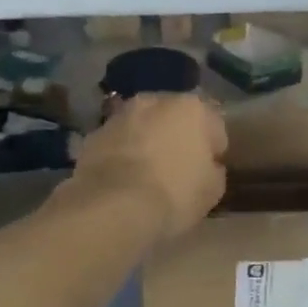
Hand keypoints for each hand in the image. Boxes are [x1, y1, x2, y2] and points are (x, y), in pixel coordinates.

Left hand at [66, 94, 226, 240]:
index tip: (210, 169)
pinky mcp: (93, 136)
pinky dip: (121, 154)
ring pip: (141, 126)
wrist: (113, 206)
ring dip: (146, 142)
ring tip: (146, 173)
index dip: (214, 148)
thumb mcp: (212, 190)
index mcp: (191, 108)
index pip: (213, 124)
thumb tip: (207, 166)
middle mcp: (154, 101)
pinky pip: (117, 143)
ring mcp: (119, 116)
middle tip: (177, 167)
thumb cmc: (174, 194)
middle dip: (176, 136)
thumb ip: (213, 170)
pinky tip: (122, 179)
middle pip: (173, 118)